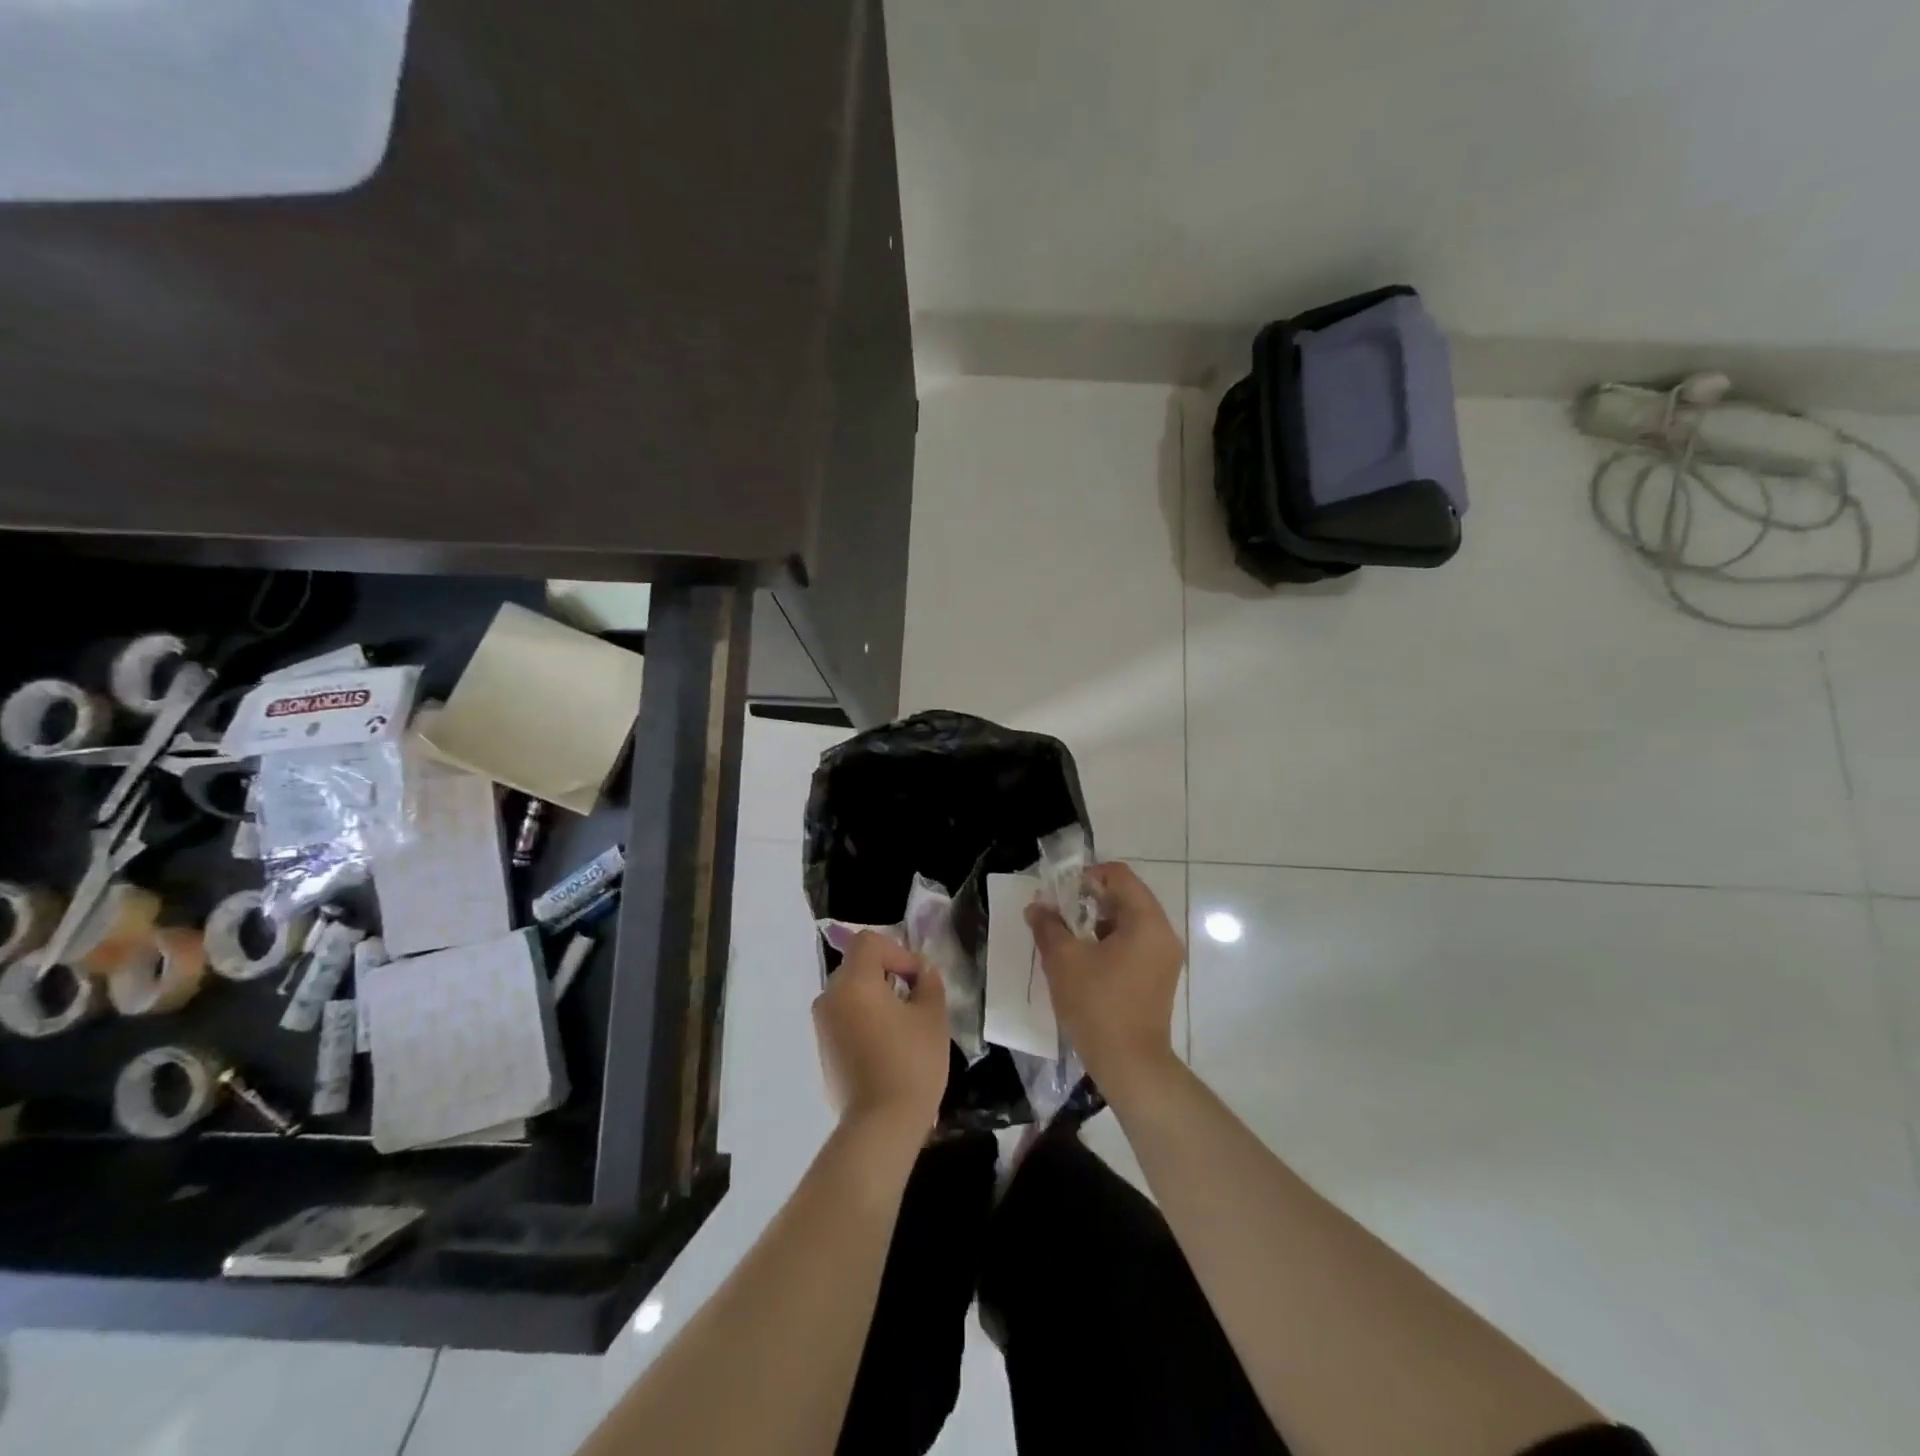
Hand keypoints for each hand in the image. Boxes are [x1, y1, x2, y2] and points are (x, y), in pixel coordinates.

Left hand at [812, 931, 949, 1143]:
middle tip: (916, 999)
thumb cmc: (910, 1063)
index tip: (918, 979)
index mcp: (853, 982)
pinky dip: (864, 1022)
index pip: (869, 942)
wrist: (880, 1126)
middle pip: (857, 967)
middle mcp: (830, 998)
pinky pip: (845, 1021)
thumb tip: (922, 974)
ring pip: (850, 995)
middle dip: (887, 974)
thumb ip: (929, 984)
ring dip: (875, 999)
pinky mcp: (823, 1053)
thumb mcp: (932, 1017)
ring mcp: (822, 1027)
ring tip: (904, 1026)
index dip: (898, 951)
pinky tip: (888, 1049)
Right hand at [1026, 862, 1183, 1096]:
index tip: (1061, 894)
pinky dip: (1109, 942)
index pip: (1119, 875)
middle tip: (1059, 915)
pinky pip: (1134, 944)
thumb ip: (1048, 925)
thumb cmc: (1098, 1005)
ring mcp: (1164, 957)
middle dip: (1089, 900)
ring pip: (1128, 922)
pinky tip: (1084, 962)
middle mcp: (1163, 933)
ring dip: (1097, 922)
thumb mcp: (1064, 960)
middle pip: (1125, 896)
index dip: (1086, 876)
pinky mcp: (1158, 978)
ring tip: (1067, 939)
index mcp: (1146, 921)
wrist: (1130, 1065)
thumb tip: (1037, 906)